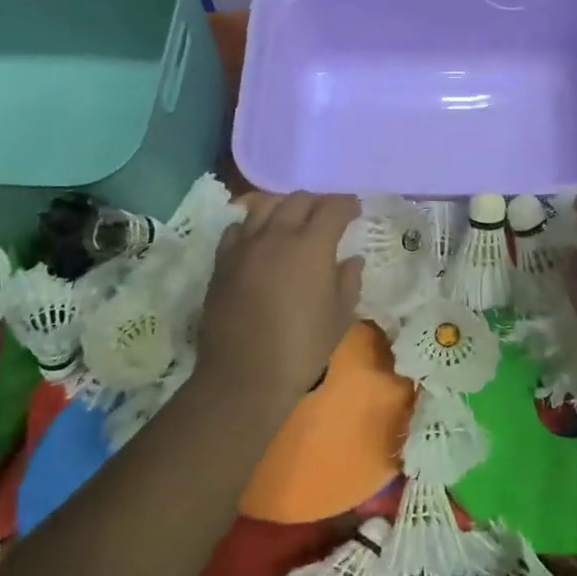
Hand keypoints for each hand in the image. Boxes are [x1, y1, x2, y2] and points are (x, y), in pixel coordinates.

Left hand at [196, 192, 361, 400]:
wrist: (244, 376)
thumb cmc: (302, 348)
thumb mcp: (339, 317)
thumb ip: (348, 282)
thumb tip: (351, 260)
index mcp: (312, 246)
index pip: (332, 208)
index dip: (346, 204)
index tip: (355, 209)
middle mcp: (277, 235)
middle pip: (298, 199)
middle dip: (317, 202)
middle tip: (327, 215)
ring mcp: (245, 246)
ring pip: (265, 206)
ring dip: (284, 207)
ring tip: (292, 220)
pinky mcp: (222, 261)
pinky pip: (238, 229)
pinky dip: (253, 226)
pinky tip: (259, 240)